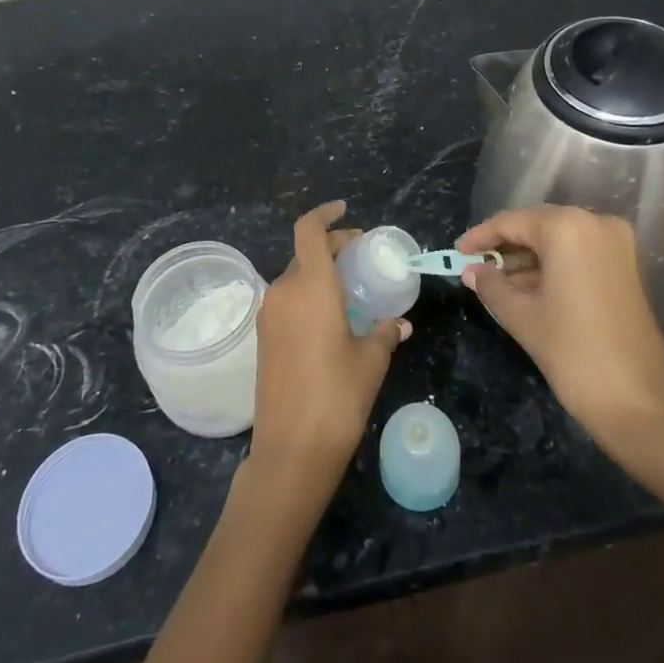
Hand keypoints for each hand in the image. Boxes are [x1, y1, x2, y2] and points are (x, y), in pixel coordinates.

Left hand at [248, 201, 408, 503]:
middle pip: (305, 253)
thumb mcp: (371, 361)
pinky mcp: (263, 338)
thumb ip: (386, 332)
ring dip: (320, 273)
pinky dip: (308, 295)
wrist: (291, 451)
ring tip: (351, 289)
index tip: (345, 210)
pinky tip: (332, 317)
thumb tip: (400, 323)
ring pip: (295, 277)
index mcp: (310, 286)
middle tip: (362, 256)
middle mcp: (283, 292)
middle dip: (332, 247)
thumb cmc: (337, 397)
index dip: (325, 214)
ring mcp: (268, 315)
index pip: (309, 231)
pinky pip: (287, 301)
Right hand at [455, 205, 663, 451]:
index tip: (457, 252)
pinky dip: (552, 266)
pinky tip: (525, 286)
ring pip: (559, 240)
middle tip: (474, 266)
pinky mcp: (625, 266)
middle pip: (538, 225)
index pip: (513, 222)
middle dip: (505, 245)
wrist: (639, 401)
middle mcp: (595, 223)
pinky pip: (578, 253)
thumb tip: (471, 270)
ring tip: (495, 281)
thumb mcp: (522, 316)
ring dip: (527, 257)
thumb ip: (492, 285)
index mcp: (568, 228)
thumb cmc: (573, 352)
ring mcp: (616, 244)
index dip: (481, 236)